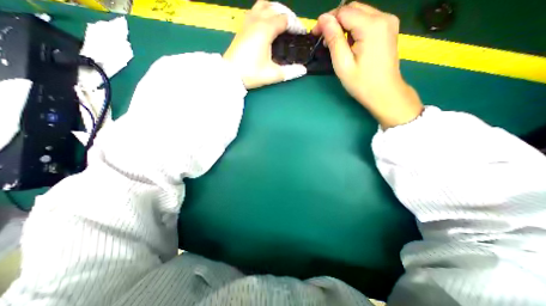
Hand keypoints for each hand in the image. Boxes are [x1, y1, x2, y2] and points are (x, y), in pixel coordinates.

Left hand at [221, 0, 305, 88]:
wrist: (230, 75)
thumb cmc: (251, 74)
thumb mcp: (273, 74)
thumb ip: (290, 72)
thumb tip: (303, 70)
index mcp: (265, 29)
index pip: (285, 19)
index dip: (295, 25)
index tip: (301, 34)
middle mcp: (256, 21)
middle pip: (275, 7)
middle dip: (287, 16)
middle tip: (292, 29)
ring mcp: (247, 23)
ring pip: (262, 5)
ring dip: (274, 10)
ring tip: (280, 23)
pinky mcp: (241, 29)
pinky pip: (254, 12)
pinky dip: (263, 13)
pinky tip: (265, 26)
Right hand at [311, 1, 421, 127]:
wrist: (385, 93)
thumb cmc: (362, 83)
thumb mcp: (343, 64)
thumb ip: (334, 39)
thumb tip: (323, 19)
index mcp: (372, 26)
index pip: (344, 12)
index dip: (327, 20)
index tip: (315, 34)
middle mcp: (383, 17)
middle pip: (353, 8)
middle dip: (335, 21)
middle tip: (323, 38)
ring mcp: (389, 22)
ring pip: (360, 13)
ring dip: (344, 25)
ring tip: (334, 43)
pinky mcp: (389, 29)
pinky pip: (367, 21)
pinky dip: (354, 28)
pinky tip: (348, 43)